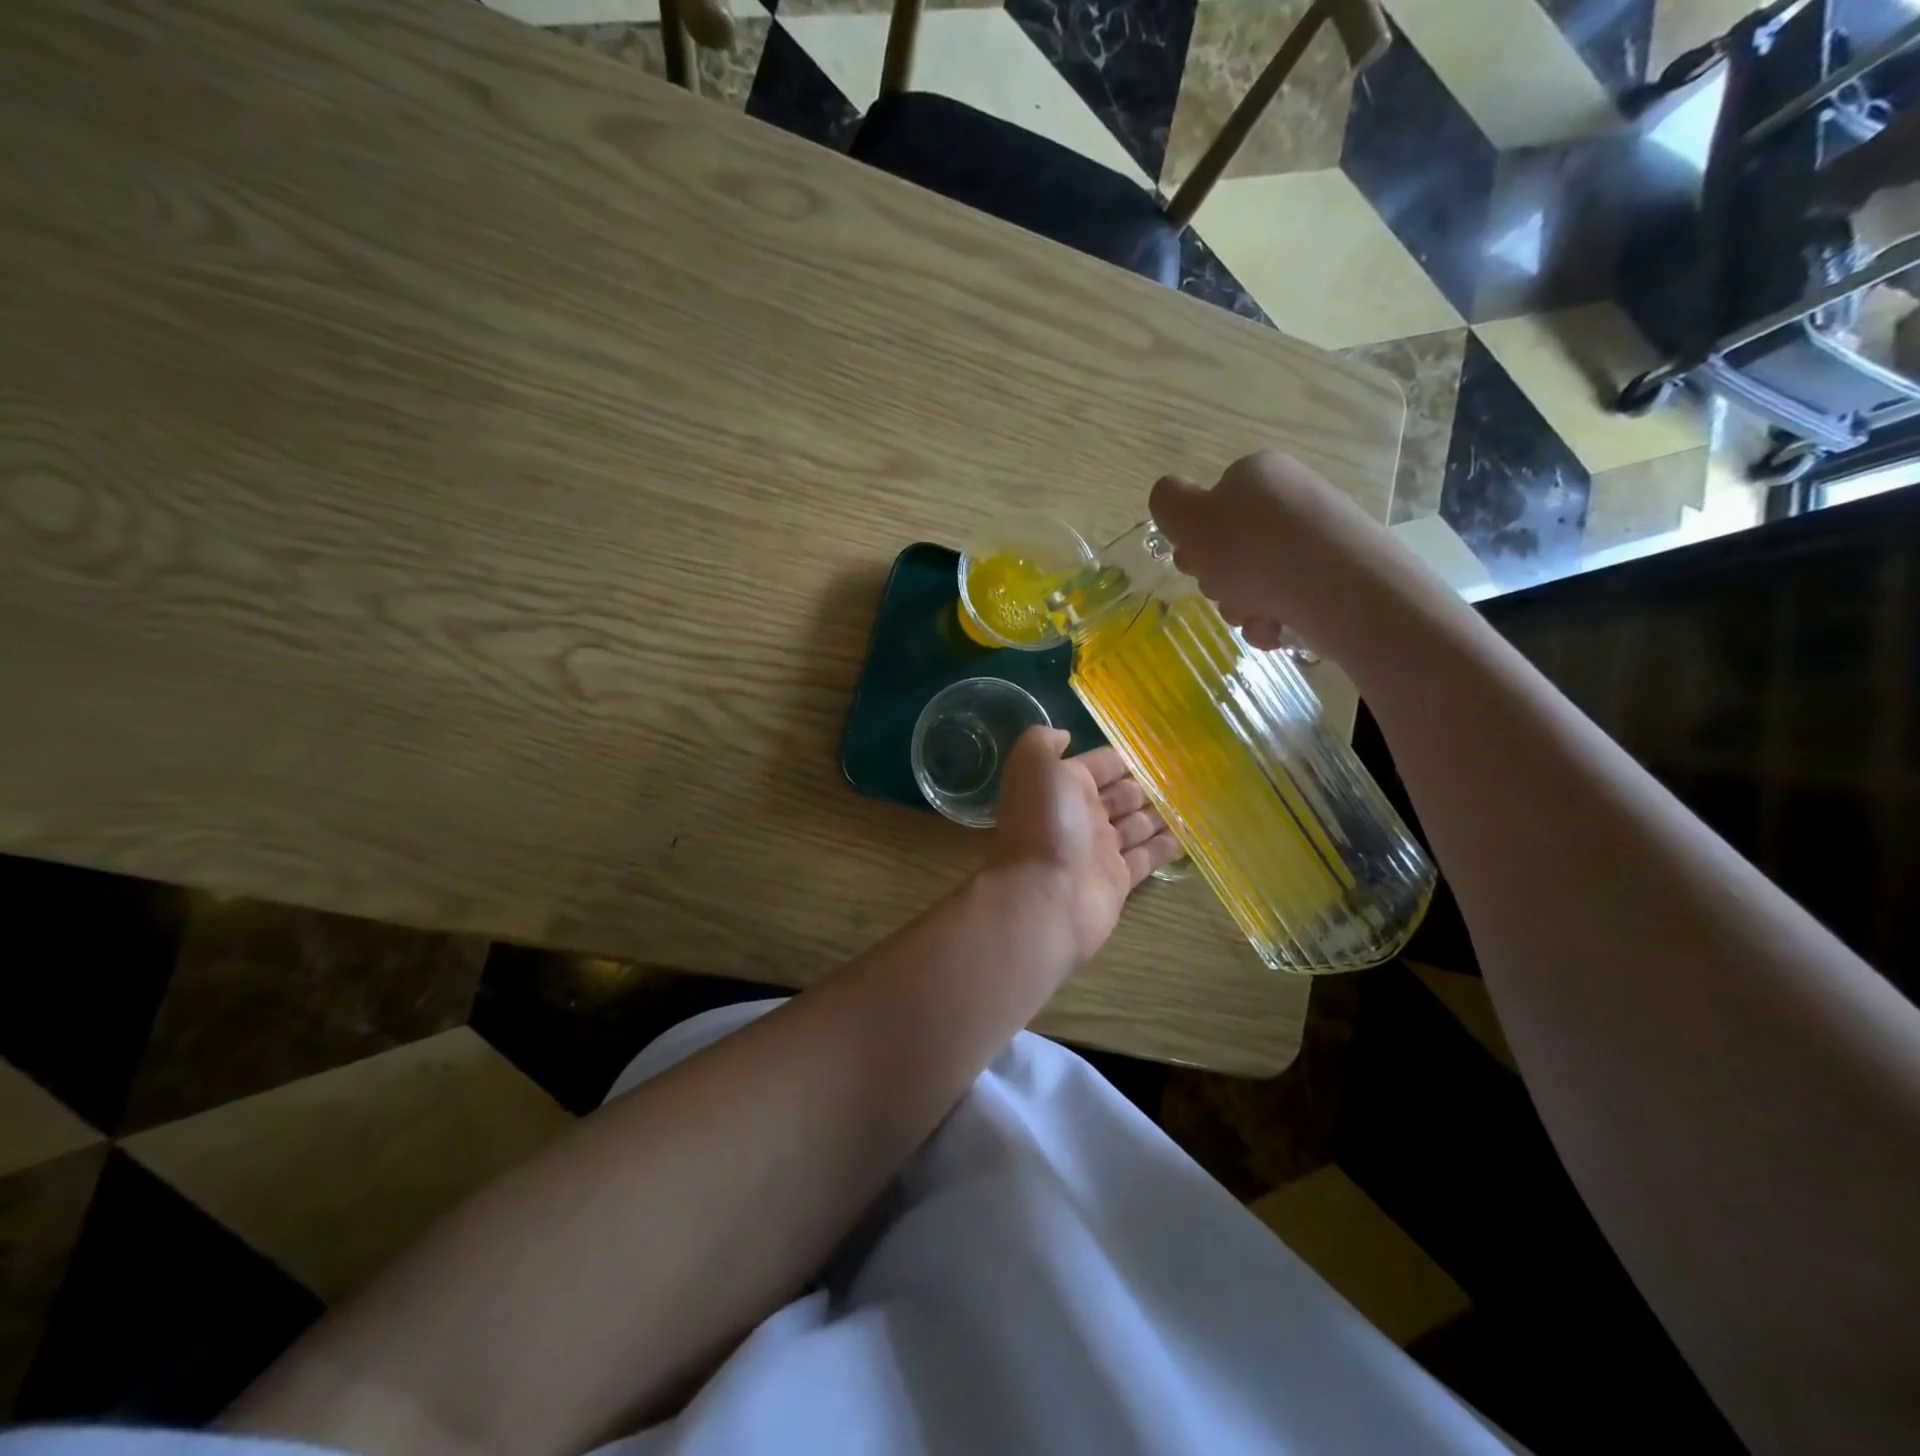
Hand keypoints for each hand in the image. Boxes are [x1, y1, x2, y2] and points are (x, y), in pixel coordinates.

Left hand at [985, 727, 1180, 963]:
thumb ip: (1043, 742)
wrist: (1045, 896)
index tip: (1159, 748)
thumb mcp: (1035, 767)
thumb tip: (1064, 736)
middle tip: (1187, 775)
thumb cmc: (1045, 824)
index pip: (1100, 765)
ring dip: (1160, 813)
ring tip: (1196, 800)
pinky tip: (1190, 834)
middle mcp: (1082, 816)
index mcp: (1063, 787)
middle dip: (1147, 785)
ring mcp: (1100, 849)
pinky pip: (1146, 857)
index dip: (1124, 758)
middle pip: (1121, 795)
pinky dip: (1165, 846)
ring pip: (1136, 825)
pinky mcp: (1118, 880)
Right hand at [1149, 450, 1399, 656]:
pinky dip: (1272, 619)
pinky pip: (1286, 600)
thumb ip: (1168, 502)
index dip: (1195, 541)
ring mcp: (1317, 537)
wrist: (1345, 591)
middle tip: (1225, 592)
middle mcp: (1289, 497)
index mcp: (1256, 475)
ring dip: (1241, 605)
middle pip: (1230, 548)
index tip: (1196, 563)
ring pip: (1256, 580)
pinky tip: (1275, 628)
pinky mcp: (1338, 574)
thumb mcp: (1190, 518)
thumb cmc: (1255, 551)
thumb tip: (1171, 499)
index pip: (1208, 507)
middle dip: (1219, 580)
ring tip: (1254, 616)